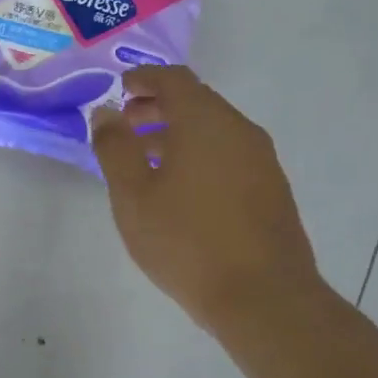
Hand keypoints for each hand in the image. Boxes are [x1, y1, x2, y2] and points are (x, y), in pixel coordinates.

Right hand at [91, 66, 321, 332]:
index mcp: (204, 122)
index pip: (174, 79)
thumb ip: (115, 147)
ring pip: (213, 129)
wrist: (264, 298)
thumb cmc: (187, 241)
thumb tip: (106, 112)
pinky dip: (199, 154)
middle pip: (196, 101)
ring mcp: (261, 160)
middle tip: (125, 127)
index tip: (119, 91)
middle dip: (157, 107)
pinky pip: (228, 153)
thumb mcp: (133, 195)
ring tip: (146, 160)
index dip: (143, 79)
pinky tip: (180, 189)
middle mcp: (239, 130)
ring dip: (177, 133)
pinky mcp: (271, 188)